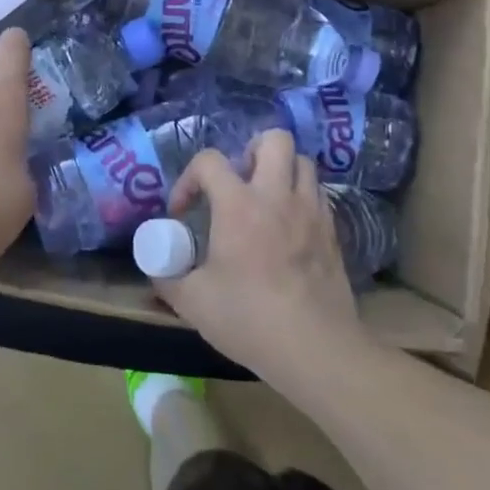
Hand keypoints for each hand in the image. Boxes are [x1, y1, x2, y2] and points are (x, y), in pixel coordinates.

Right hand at [154, 130, 366, 375]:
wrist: (316, 349)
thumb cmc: (249, 319)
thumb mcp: (192, 302)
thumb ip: (168, 278)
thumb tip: (157, 269)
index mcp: (238, 205)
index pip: (210, 160)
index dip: (189, 179)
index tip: (183, 211)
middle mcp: (277, 196)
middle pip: (274, 140)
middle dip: (251, 151)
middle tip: (237, 182)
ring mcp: (311, 211)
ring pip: (303, 162)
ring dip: (281, 171)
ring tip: (264, 200)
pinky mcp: (333, 232)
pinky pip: (318, 195)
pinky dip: (301, 198)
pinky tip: (288, 228)